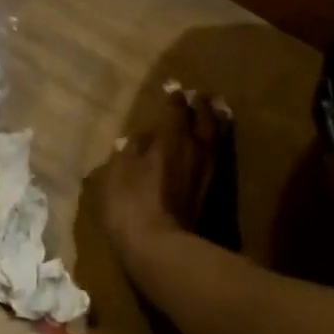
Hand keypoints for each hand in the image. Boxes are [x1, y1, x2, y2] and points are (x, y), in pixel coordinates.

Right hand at [101, 86, 224, 271]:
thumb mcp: (117, 175)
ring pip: (215, 138)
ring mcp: (208, 172)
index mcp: (170, 140)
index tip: (173, 85)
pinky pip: (217, 157)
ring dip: (215, 122)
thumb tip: (136, 138)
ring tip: (216, 111)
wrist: (160, 248)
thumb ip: (128, 152)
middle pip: (203, 120)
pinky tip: (212, 146)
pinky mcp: (214, 192)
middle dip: (201, 105)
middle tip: (200, 94)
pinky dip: (217, 145)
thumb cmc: (131, 206)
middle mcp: (194, 150)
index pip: (175, 110)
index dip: (174, 97)